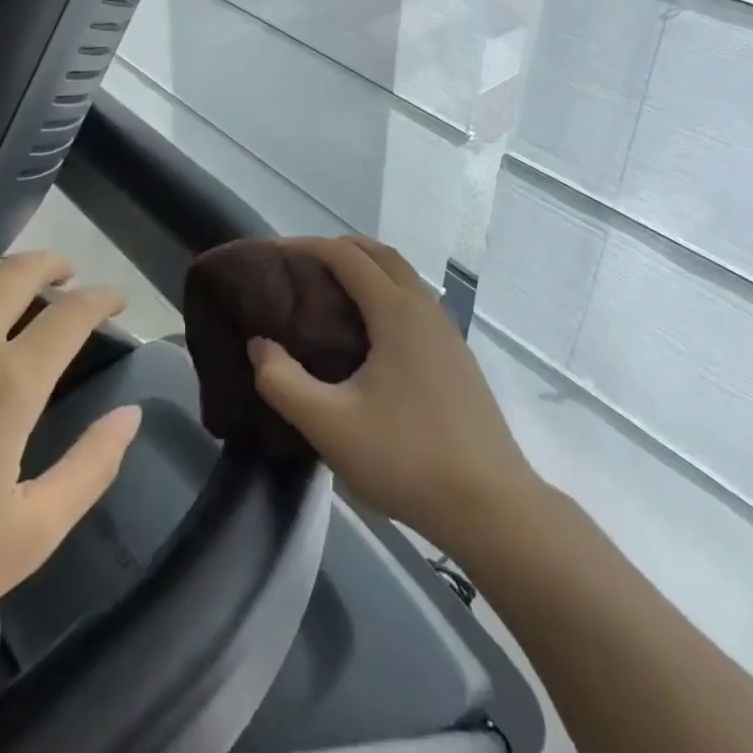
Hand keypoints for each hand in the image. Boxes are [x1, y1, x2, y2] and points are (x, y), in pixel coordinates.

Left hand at [0, 251, 141, 680]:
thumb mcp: (30, 536)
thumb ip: (91, 467)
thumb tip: (131, 414)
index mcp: (9, 383)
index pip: (72, 313)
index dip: (102, 298)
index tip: (115, 299)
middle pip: (18, 271)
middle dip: (52, 264)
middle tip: (67, 275)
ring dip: (0, 272)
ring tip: (13, 284)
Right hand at [249, 236, 536, 557]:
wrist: (492, 506)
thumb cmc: (407, 459)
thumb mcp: (331, 426)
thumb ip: (283, 383)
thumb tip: (260, 345)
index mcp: (396, 311)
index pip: (347, 256)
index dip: (307, 246)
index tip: (273, 255)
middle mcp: (424, 308)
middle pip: (379, 255)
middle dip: (337, 250)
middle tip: (298, 271)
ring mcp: (446, 332)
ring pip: (402, 278)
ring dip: (365, 271)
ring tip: (327, 299)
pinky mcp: (457, 357)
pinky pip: (414, 303)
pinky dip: (384, 296)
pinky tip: (368, 338)